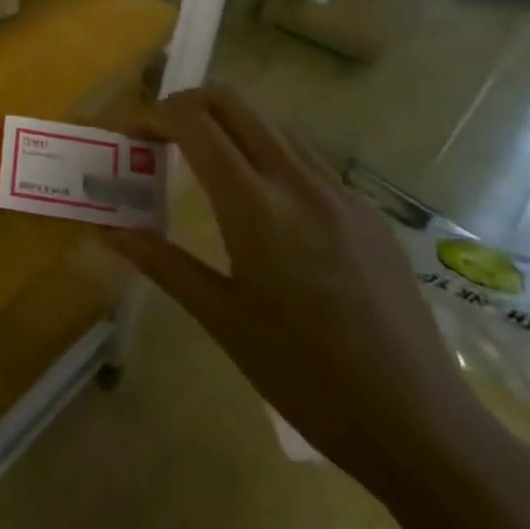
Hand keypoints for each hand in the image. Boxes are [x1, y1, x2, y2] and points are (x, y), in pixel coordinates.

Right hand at [111, 83, 490, 490]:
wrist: (421, 426)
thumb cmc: (305, 376)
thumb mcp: (221, 319)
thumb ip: (161, 262)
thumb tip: (108, 232)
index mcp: (257, 207)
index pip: (196, 123)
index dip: (154, 116)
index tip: (130, 137)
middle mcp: (299, 182)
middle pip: (234, 101)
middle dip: (187, 104)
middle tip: (159, 136)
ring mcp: (340, 193)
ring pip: (271, 124)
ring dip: (227, 125)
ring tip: (201, 163)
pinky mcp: (367, 212)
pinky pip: (304, 157)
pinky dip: (264, 153)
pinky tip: (259, 201)